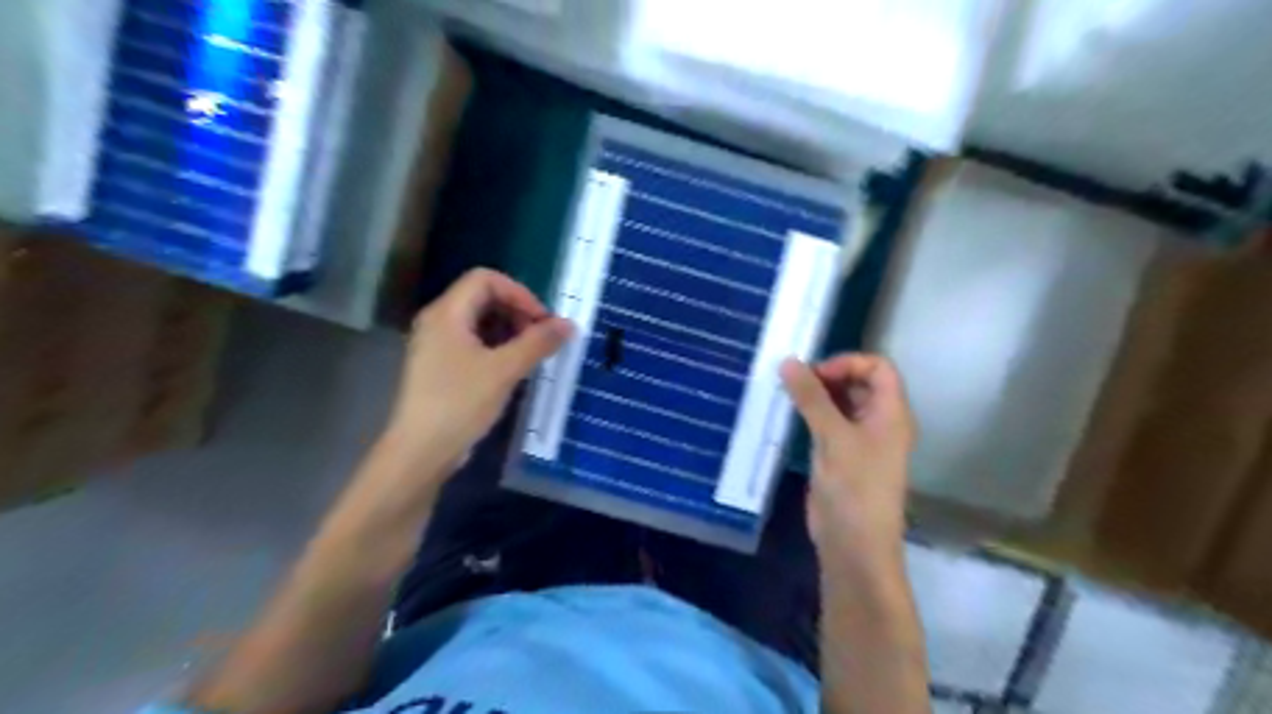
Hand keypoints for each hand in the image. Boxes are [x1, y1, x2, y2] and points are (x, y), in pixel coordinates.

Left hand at [380, 267, 574, 480]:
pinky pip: (473, 343)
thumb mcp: (505, 370)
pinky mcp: (441, 367)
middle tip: (541, 339)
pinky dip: (497, 347)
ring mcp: (437, 345)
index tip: (542, 321)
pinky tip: (513, 369)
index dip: (519, 293)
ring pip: (480, 322)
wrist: (421, 451)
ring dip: (510, 331)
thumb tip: (569, 324)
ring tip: (532, 355)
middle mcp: (438, 321)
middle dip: (517, 312)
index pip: (486, 279)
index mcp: (447, 313)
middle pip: (483, 298)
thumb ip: (538, 342)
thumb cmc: (460, 403)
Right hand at [782, 354, 920, 559]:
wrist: (854, 545)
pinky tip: (791, 415)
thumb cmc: (854, 488)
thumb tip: (789, 361)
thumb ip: (811, 398)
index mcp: (891, 413)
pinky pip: (829, 422)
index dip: (848, 363)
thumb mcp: (833, 437)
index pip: (878, 367)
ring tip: (788, 395)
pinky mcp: (841, 455)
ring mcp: (860, 439)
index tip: (815, 374)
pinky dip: (812, 414)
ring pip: (842, 402)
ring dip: (818, 395)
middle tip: (796, 382)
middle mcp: (880, 421)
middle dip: (829, 376)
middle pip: (860, 382)